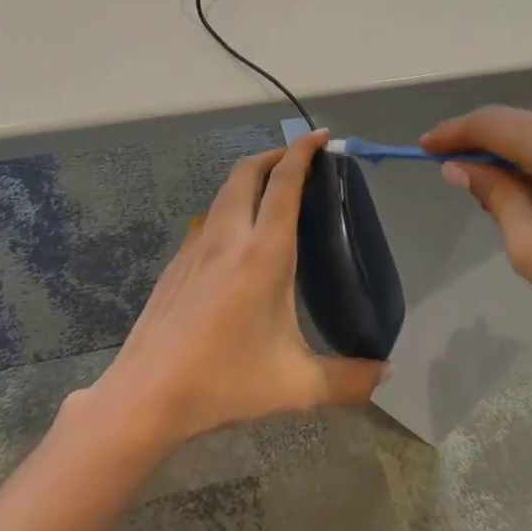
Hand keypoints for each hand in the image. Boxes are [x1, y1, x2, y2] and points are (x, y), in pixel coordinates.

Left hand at [84, 130, 388, 451]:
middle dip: (274, 156)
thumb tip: (385, 375)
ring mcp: (195, 247)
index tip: (320, 136)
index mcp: (262, 254)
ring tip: (271, 194)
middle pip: (247, 173)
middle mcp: (227, 238)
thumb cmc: (224, 382)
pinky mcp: (176, 263)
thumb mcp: (296, 386)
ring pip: (223, 192)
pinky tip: (236, 241)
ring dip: (249, 179)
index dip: (302, 153)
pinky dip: (229, 208)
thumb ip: (348, 380)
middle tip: (299, 162)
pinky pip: (208, 219)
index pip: (283, 184)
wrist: (147, 394)